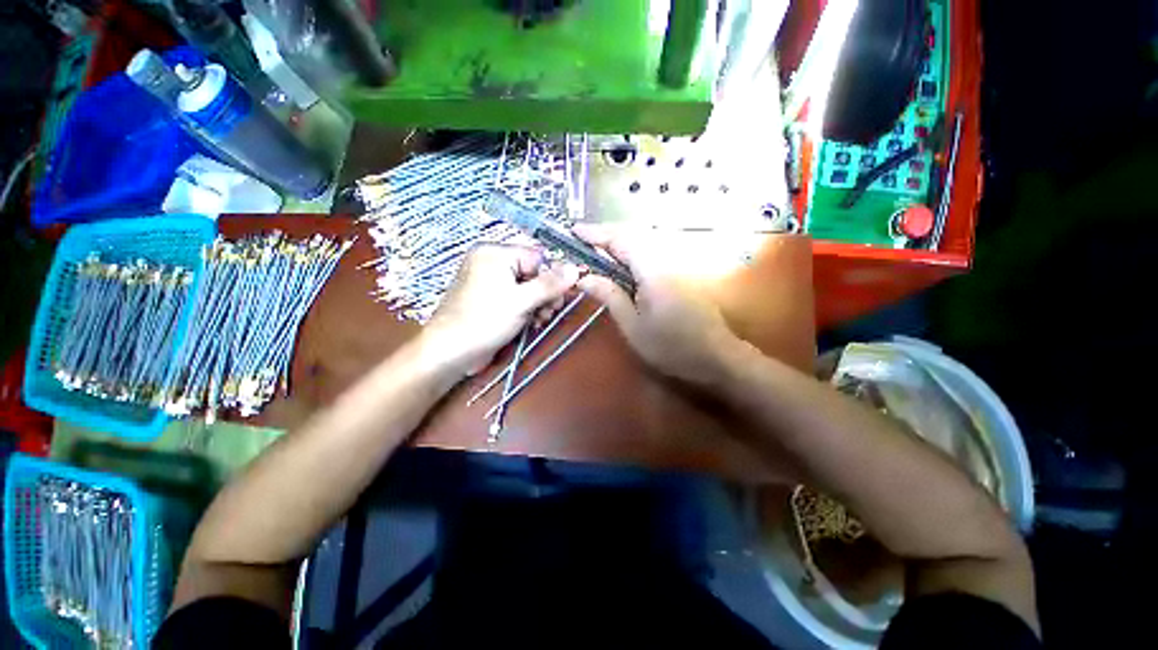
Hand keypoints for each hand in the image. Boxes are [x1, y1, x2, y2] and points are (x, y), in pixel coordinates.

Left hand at [423, 243, 578, 377]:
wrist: (450, 352)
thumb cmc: (485, 321)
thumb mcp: (522, 301)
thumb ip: (550, 284)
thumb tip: (576, 268)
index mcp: (495, 253)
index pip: (537, 257)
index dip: (551, 277)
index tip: (560, 298)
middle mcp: (492, 262)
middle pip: (532, 272)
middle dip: (545, 293)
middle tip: (550, 312)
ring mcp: (490, 281)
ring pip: (527, 286)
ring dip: (539, 304)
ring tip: (540, 320)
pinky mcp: (490, 298)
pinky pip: (516, 296)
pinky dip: (527, 308)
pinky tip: (532, 322)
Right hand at [574, 225, 740, 386]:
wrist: (716, 356)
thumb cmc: (671, 346)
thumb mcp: (633, 326)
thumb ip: (609, 296)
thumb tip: (583, 278)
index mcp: (652, 270)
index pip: (620, 240)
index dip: (595, 233)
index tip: (574, 231)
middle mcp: (665, 259)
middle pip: (632, 235)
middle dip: (605, 235)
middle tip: (582, 241)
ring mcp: (675, 265)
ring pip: (642, 242)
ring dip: (618, 242)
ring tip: (596, 250)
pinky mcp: (680, 273)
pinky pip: (650, 253)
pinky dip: (631, 252)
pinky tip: (621, 264)